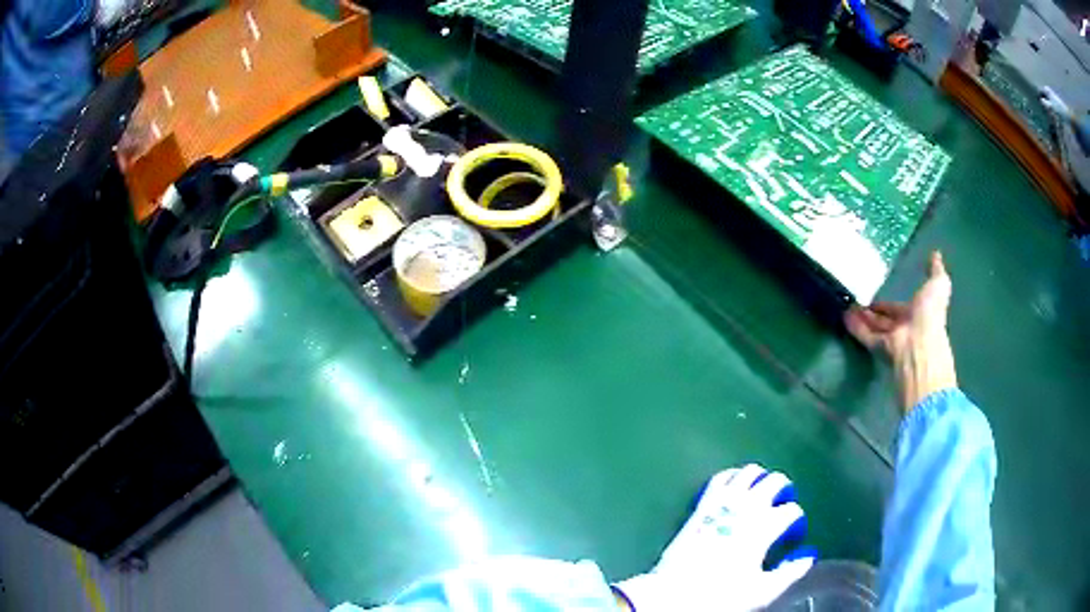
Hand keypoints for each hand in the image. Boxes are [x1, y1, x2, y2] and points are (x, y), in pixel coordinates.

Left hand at [616, 464, 814, 611]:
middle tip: (783, 508)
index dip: (797, 523)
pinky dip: (734, 477)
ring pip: (750, 472)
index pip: (792, 511)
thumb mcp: (762, 592)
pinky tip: (735, 490)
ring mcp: (722, 503)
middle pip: (776, 481)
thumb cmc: (720, 597)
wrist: (671, 596)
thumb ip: (790, 573)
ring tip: (763, 495)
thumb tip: (809, 556)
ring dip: (761, 479)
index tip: (792, 538)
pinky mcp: (701, 505)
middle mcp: (746, 507)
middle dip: (785, 491)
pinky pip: (722, 477)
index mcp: (764, 527)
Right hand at [845, 250, 957, 411]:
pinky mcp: (878, 348)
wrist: (918, 343)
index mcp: (917, 315)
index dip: (888, 304)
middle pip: (884, 320)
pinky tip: (844, 316)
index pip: (899, 309)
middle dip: (872, 312)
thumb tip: (936, 253)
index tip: (876, 294)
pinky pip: (865, 336)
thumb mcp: (937, 285)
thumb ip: (935, 271)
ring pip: (873, 327)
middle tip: (857, 300)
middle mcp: (903, 328)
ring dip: (861, 317)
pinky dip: (855, 327)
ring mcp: (890, 340)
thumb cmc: (929, 314)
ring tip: (847, 305)